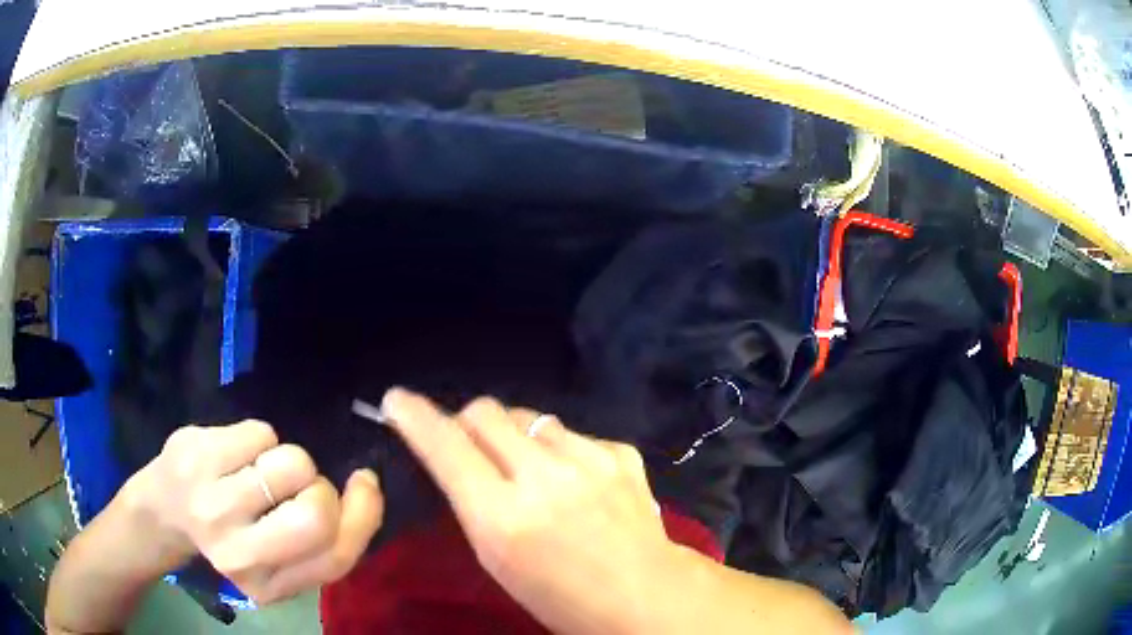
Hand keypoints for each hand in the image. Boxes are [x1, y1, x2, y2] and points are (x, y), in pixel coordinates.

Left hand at [122, 420, 383, 604]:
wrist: (162, 510)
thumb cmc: (227, 535)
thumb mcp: (277, 561)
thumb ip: (320, 547)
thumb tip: (365, 493)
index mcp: (267, 587)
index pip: (336, 554)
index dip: (363, 514)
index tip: (364, 484)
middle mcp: (238, 555)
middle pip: (316, 512)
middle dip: (320, 485)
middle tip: (298, 483)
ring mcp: (212, 504)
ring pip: (290, 462)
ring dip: (287, 458)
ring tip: (260, 469)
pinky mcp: (195, 456)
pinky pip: (260, 432)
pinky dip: (259, 438)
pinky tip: (234, 454)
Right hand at [380, 388, 680, 634]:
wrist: (643, 596)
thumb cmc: (558, 596)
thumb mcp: (496, 559)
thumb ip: (473, 503)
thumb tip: (457, 455)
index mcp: (503, 516)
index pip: (445, 445)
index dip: (414, 417)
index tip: (397, 401)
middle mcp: (544, 478)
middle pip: (485, 411)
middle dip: (466, 421)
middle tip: (470, 444)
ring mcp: (589, 460)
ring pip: (529, 417)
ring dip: (516, 435)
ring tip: (531, 468)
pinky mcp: (621, 454)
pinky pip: (573, 434)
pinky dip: (562, 449)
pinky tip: (575, 479)